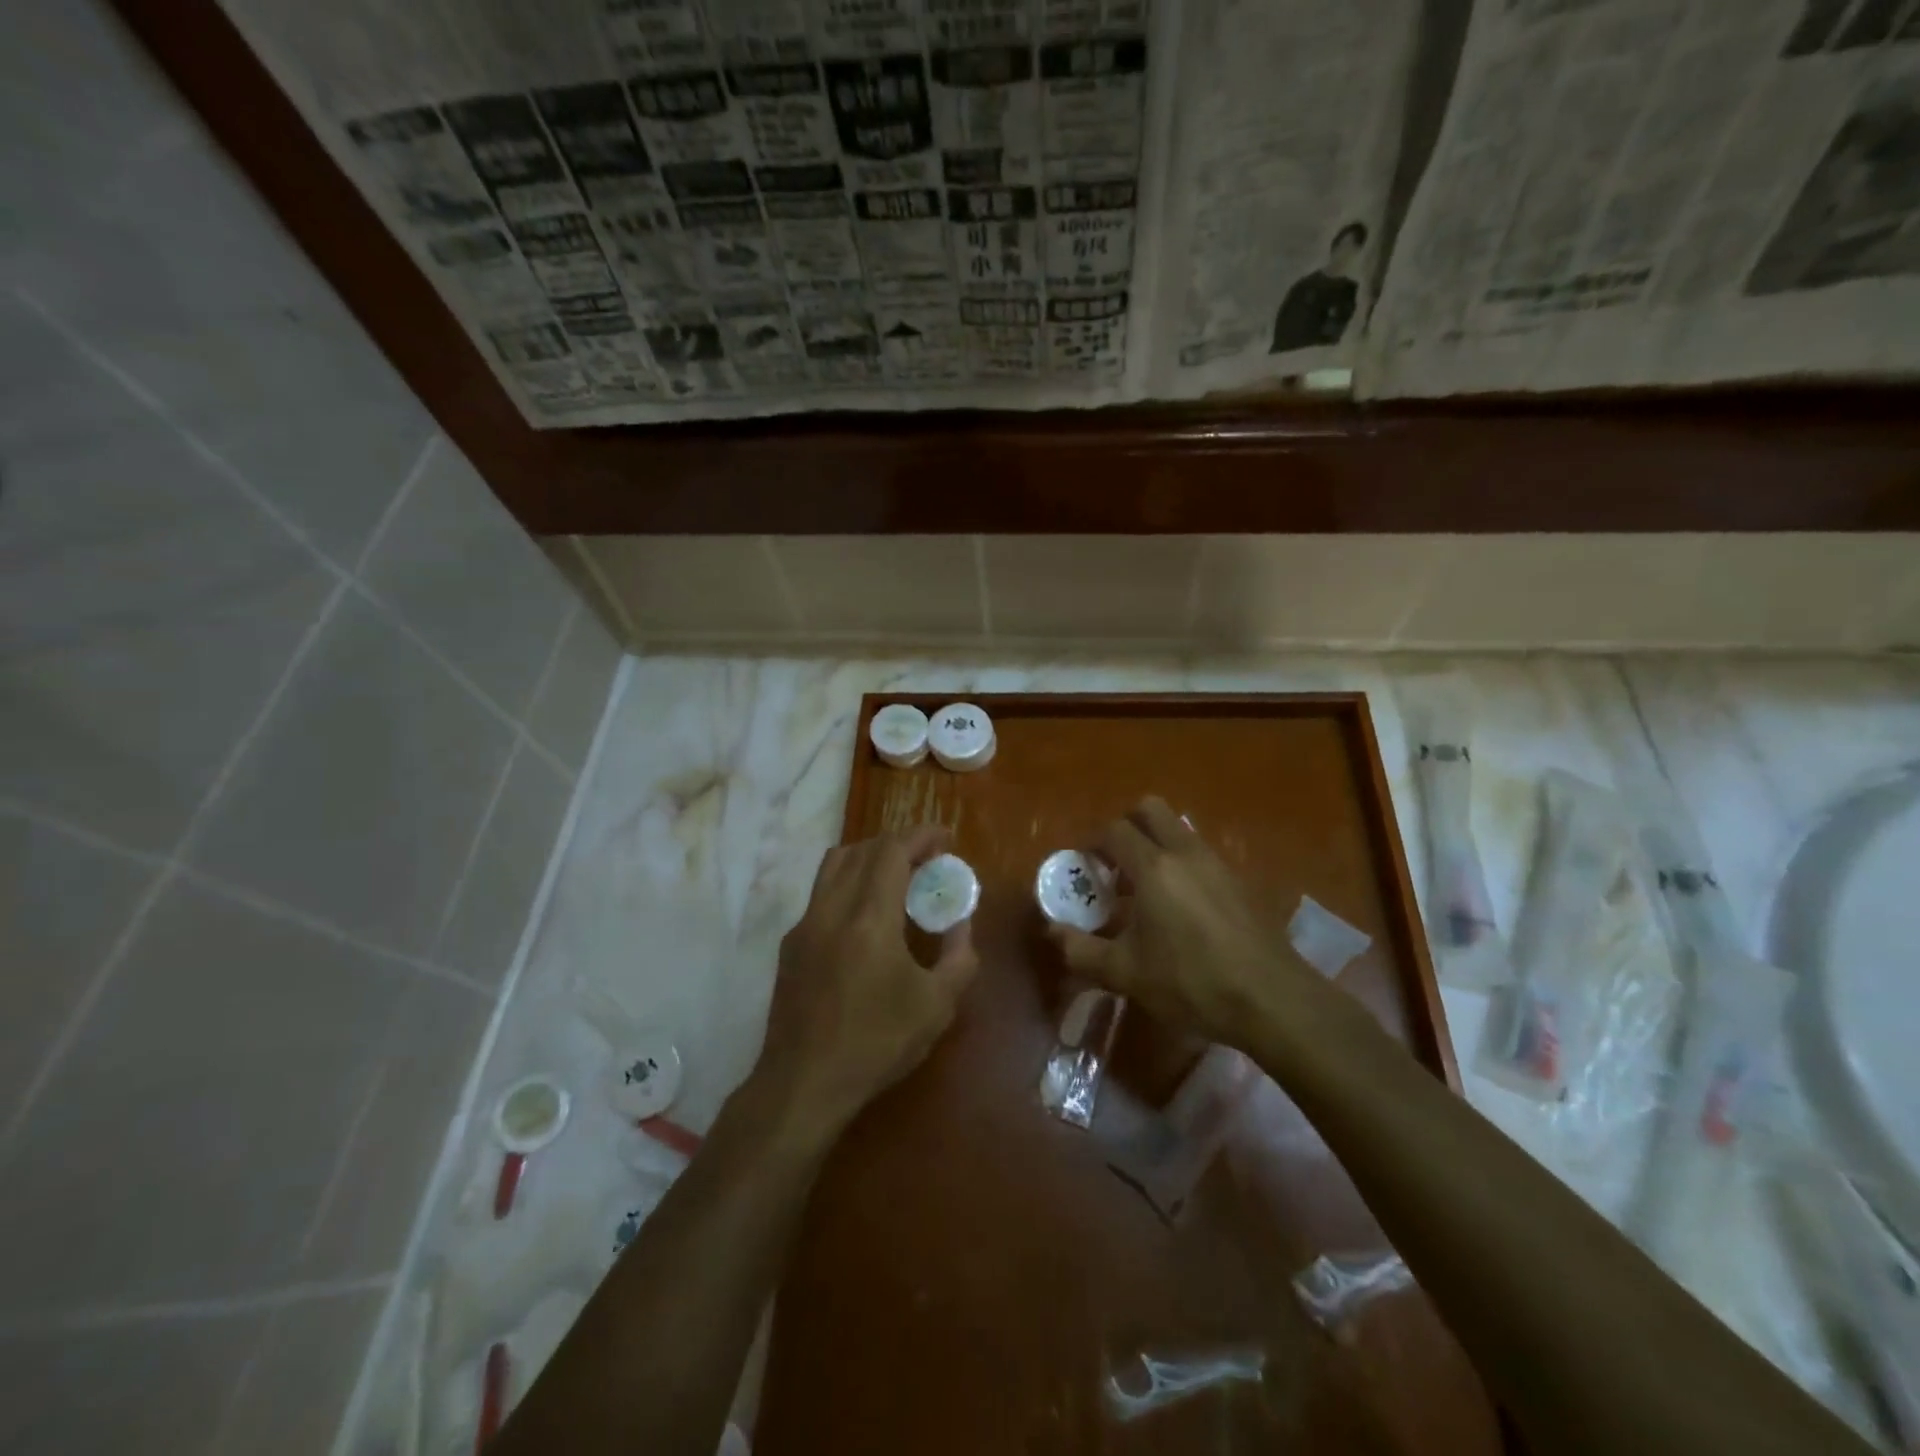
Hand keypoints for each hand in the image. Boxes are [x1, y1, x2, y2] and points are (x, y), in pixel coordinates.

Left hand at [756, 825, 978, 1136]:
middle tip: (927, 859)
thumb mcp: (937, 1006)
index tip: (945, 837)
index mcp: (869, 918)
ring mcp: (805, 925)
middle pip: (862, 850)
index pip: (892, 851)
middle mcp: (832, 909)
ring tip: (896, 877)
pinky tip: (865, 917)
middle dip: (898, 844)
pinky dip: (848, 884)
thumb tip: (961, 924)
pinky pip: (821, 893)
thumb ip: (959, 957)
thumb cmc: (876, 1044)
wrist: (804, 1084)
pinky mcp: (791, 945)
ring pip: (834, 865)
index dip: (920, 836)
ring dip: (868, 857)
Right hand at [1049, 798, 1324, 1050]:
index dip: (1092, 842)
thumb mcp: (1126, 973)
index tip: (1083, 867)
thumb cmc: (1191, 982)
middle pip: (1150, 809)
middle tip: (1114, 863)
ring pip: (1179, 829)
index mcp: (1153, 867)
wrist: (1272, 999)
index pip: (1114, 830)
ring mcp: (1217, 863)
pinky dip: (1182, 863)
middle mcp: (1185, 853)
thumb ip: (1082, 950)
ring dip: (1156, 844)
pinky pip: (1200, 853)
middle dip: (1127, 825)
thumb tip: (1052, 932)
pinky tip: (1180, 909)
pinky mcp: (1240, 881)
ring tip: (1145, 889)